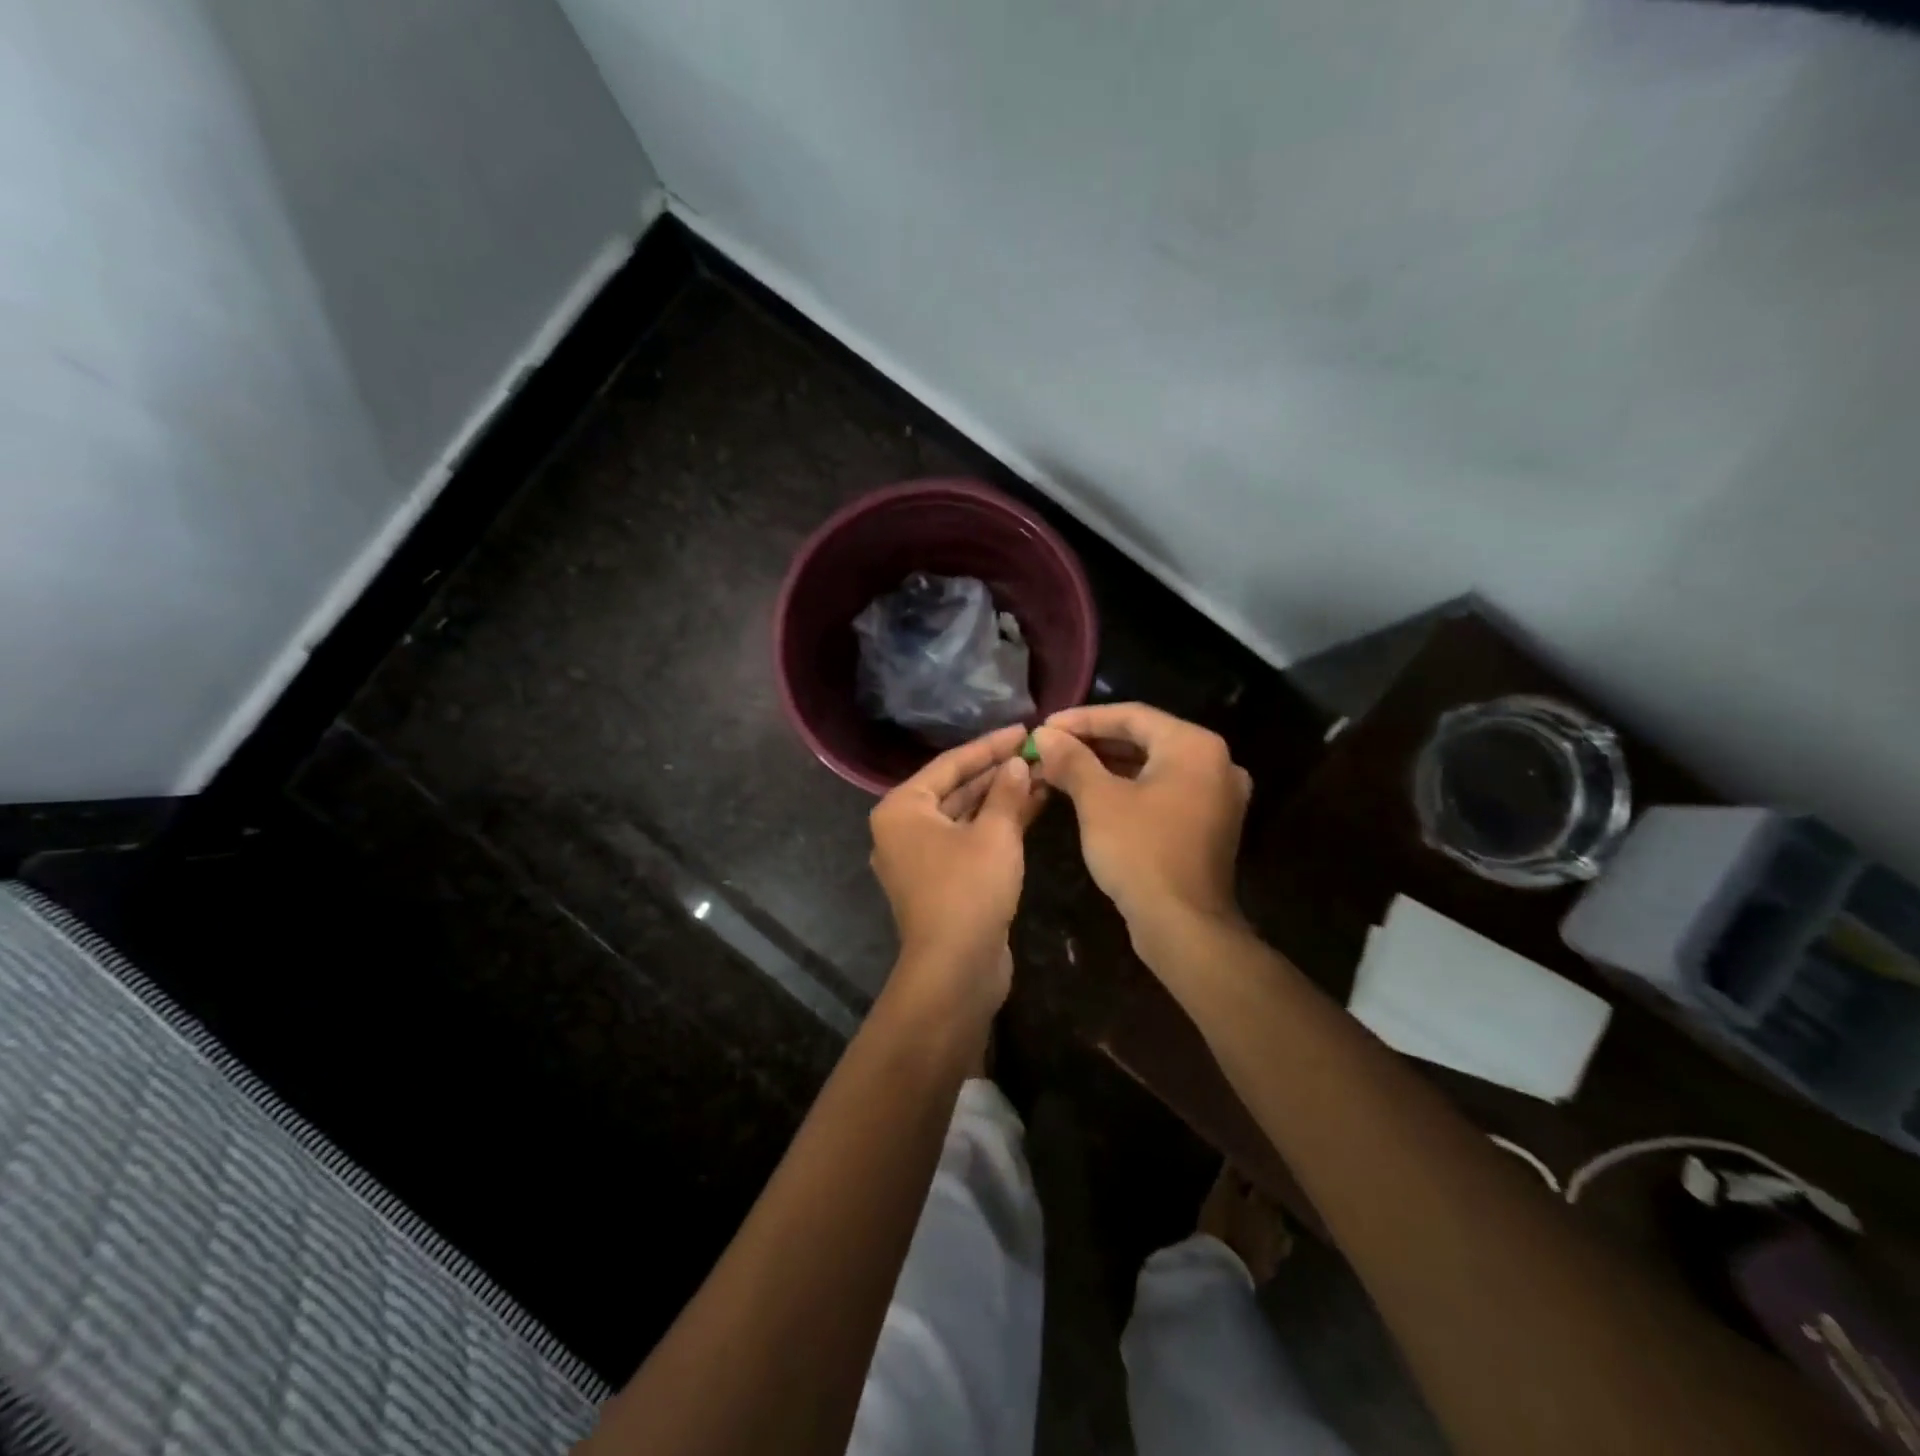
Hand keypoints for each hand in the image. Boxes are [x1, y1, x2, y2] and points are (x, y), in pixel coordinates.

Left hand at [869, 724, 1047, 1009]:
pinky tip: (1033, 807)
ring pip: (965, 816)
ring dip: (1002, 799)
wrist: (956, 970)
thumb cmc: (968, 889)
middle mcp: (904, 829)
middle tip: (1037, 752)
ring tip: (1043, 775)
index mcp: (902, 809)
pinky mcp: (941, 881)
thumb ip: (1007, 792)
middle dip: (998, 773)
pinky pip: (969, 840)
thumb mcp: (994, 834)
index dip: (990, 745)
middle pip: (956, 789)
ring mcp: (921, 858)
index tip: (1023, 729)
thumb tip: (1018, 763)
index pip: (950, 764)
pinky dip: (997, 826)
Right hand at [1033, 704, 1251, 944]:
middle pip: (1145, 738)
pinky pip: (1164, 790)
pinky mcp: (1209, 823)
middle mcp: (1215, 762)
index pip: (1132, 715)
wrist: (1183, 926)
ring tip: (1064, 767)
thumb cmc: (1140, 852)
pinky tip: (1094, 793)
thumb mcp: (1098, 801)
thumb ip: (1071, 760)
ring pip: (1153, 766)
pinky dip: (1129, 787)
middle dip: (1094, 742)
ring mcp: (1217, 795)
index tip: (1045, 727)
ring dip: (1108, 765)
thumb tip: (1043, 735)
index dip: (1082, 719)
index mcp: (1195, 746)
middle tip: (1051, 746)